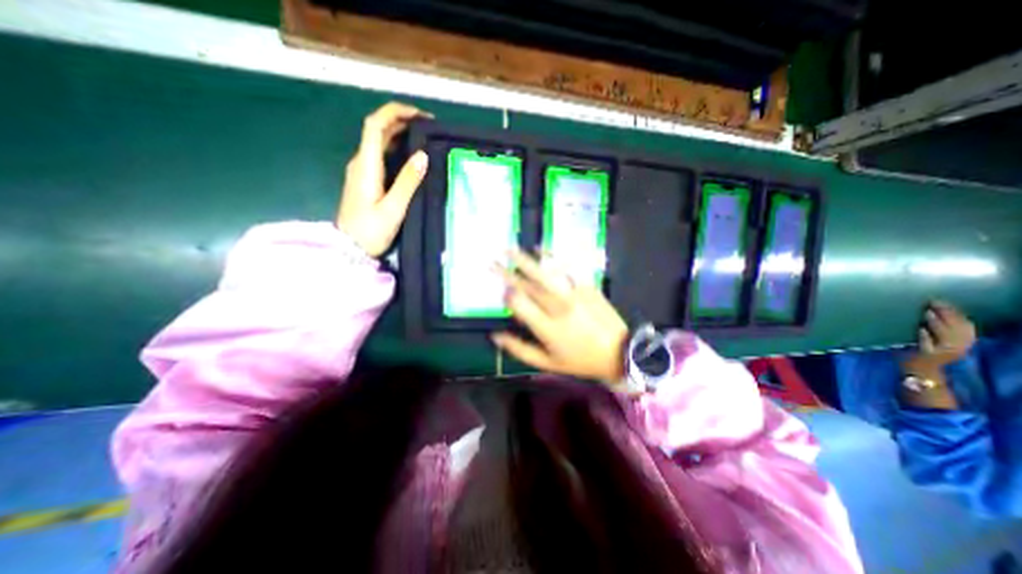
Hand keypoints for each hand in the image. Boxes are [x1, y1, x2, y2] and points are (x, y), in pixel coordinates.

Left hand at [337, 101, 430, 255]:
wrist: (348, 249)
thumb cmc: (371, 231)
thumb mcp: (393, 209)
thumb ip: (407, 182)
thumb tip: (423, 155)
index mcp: (366, 165)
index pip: (375, 125)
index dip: (396, 113)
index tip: (420, 116)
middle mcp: (360, 162)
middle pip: (377, 130)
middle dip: (401, 121)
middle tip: (429, 128)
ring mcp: (360, 171)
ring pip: (378, 142)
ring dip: (399, 134)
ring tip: (424, 139)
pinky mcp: (364, 180)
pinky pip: (379, 155)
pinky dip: (395, 148)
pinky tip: (410, 157)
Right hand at [492, 249, 627, 385]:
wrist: (619, 352)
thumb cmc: (580, 360)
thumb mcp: (548, 363)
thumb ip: (519, 349)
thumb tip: (495, 336)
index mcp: (548, 327)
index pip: (520, 304)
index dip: (507, 296)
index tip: (501, 292)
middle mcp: (558, 306)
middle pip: (528, 285)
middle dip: (507, 272)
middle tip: (493, 262)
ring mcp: (574, 293)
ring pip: (544, 273)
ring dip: (524, 260)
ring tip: (509, 249)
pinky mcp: (586, 285)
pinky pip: (566, 268)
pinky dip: (552, 256)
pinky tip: (540, 247)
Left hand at [906, 300, 976, 371]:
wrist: (921, 371)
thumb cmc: (925, 352)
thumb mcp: (936, 338)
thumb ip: (939, 328)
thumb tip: (932, 310)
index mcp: (963, 342)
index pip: (965, 325)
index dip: (956, 312)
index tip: (943, 300)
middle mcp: (959, 347)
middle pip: (958, 329)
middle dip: (948, 314)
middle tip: (934, 302)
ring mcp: (946, 353)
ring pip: (946, 337)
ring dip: (938, 324)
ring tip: (928, 313)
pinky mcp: (930, 357)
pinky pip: (930, 347)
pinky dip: (926, 338)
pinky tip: (920, 330)